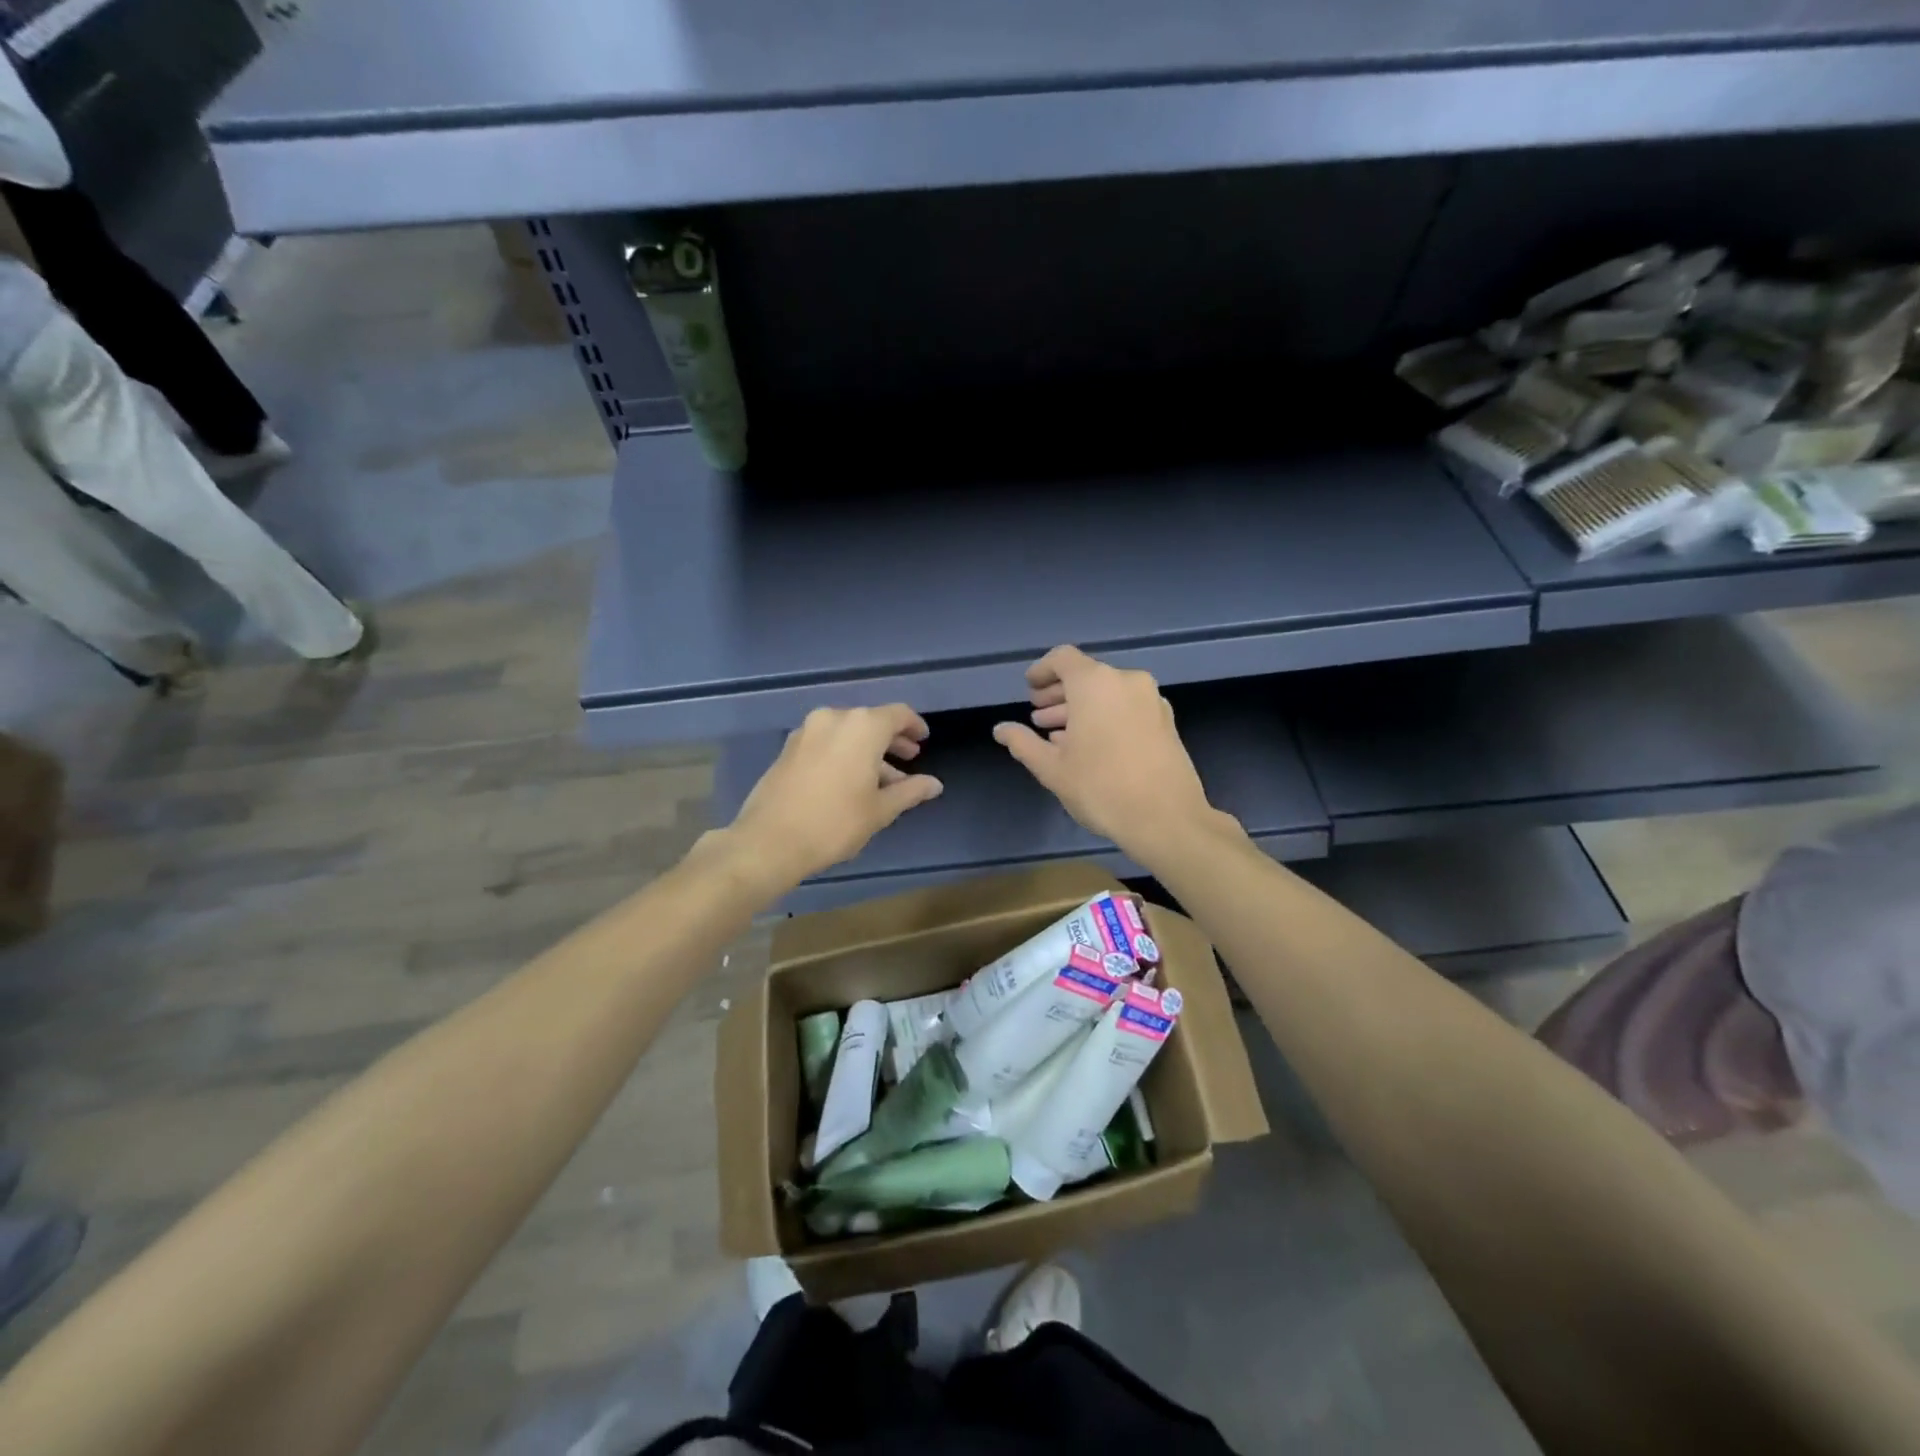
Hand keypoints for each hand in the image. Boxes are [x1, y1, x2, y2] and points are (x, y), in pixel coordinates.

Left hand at [729, 705, 942, 889]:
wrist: (770, 840)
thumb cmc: (835, 823)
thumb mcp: (881, 810)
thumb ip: (910, 791)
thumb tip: (935, 784)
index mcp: (862, 726)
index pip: (898, 714)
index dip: (914, 726)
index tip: (923, 741)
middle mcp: (834, 718)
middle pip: (871, 721)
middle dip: (892, 740)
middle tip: (909, 758)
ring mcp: (807, 731)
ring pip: (847, 733)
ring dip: (868, 750)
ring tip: (884, 780)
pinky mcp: (789, 747)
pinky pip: (827, 742)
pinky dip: (844, 754)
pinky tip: (851, 781)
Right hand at [993, 646, 1224, 866]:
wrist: (1167, 818)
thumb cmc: (1101, 788)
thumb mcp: (1052, 768)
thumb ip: (1023, 743)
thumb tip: (1000, 730)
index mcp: (1095, 683)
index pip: (1063, 658)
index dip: (1042, 671)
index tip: (1029, 689)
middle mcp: (1126, 681)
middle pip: (1086, 675)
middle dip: (1059, 694)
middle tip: (1038, 715)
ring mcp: (1151, 700)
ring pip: (1108, 693)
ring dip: (1081, 708)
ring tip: (1059, 735)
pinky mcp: (1166, 721)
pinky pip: (1127, 707)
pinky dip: (1105, 716)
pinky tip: (1091, 746)